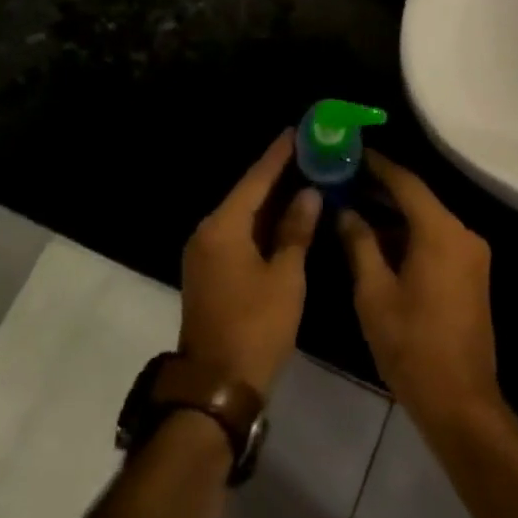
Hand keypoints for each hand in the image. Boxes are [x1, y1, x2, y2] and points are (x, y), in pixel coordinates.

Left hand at [179, 131, 320, 392]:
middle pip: (248, 193)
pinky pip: (240, 232)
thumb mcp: (285, 278)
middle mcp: (209, 232)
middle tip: (310, 150)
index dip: (278, 155)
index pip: (256, 179)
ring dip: (272, 198)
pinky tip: (288, 215)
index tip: (298, 130)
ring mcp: (207, 253)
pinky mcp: (212, 271)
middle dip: (278, 173)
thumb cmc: (255, 327)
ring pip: (244, 214)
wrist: (217, 386)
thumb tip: (308, 193)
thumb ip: (296, 231)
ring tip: (306, 174)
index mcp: (223, 227)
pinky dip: (264, 222)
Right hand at [339, 149, 501, 434]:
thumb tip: (345, 211)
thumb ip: (359, 244)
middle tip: (345, 179)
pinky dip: (410, 236)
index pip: (406, 183)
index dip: (378, 166)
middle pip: (419, 199)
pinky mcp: (471, 275)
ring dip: (394, 215)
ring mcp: (471, 255)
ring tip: (354, 206)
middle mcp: (463, 234)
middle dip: (382, 189)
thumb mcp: (374, 293)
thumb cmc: (411, 345)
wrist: (460, 402)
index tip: (351, 152)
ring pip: (428, 221)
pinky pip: (437, 241)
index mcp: (441, 232)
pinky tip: (379, 240)